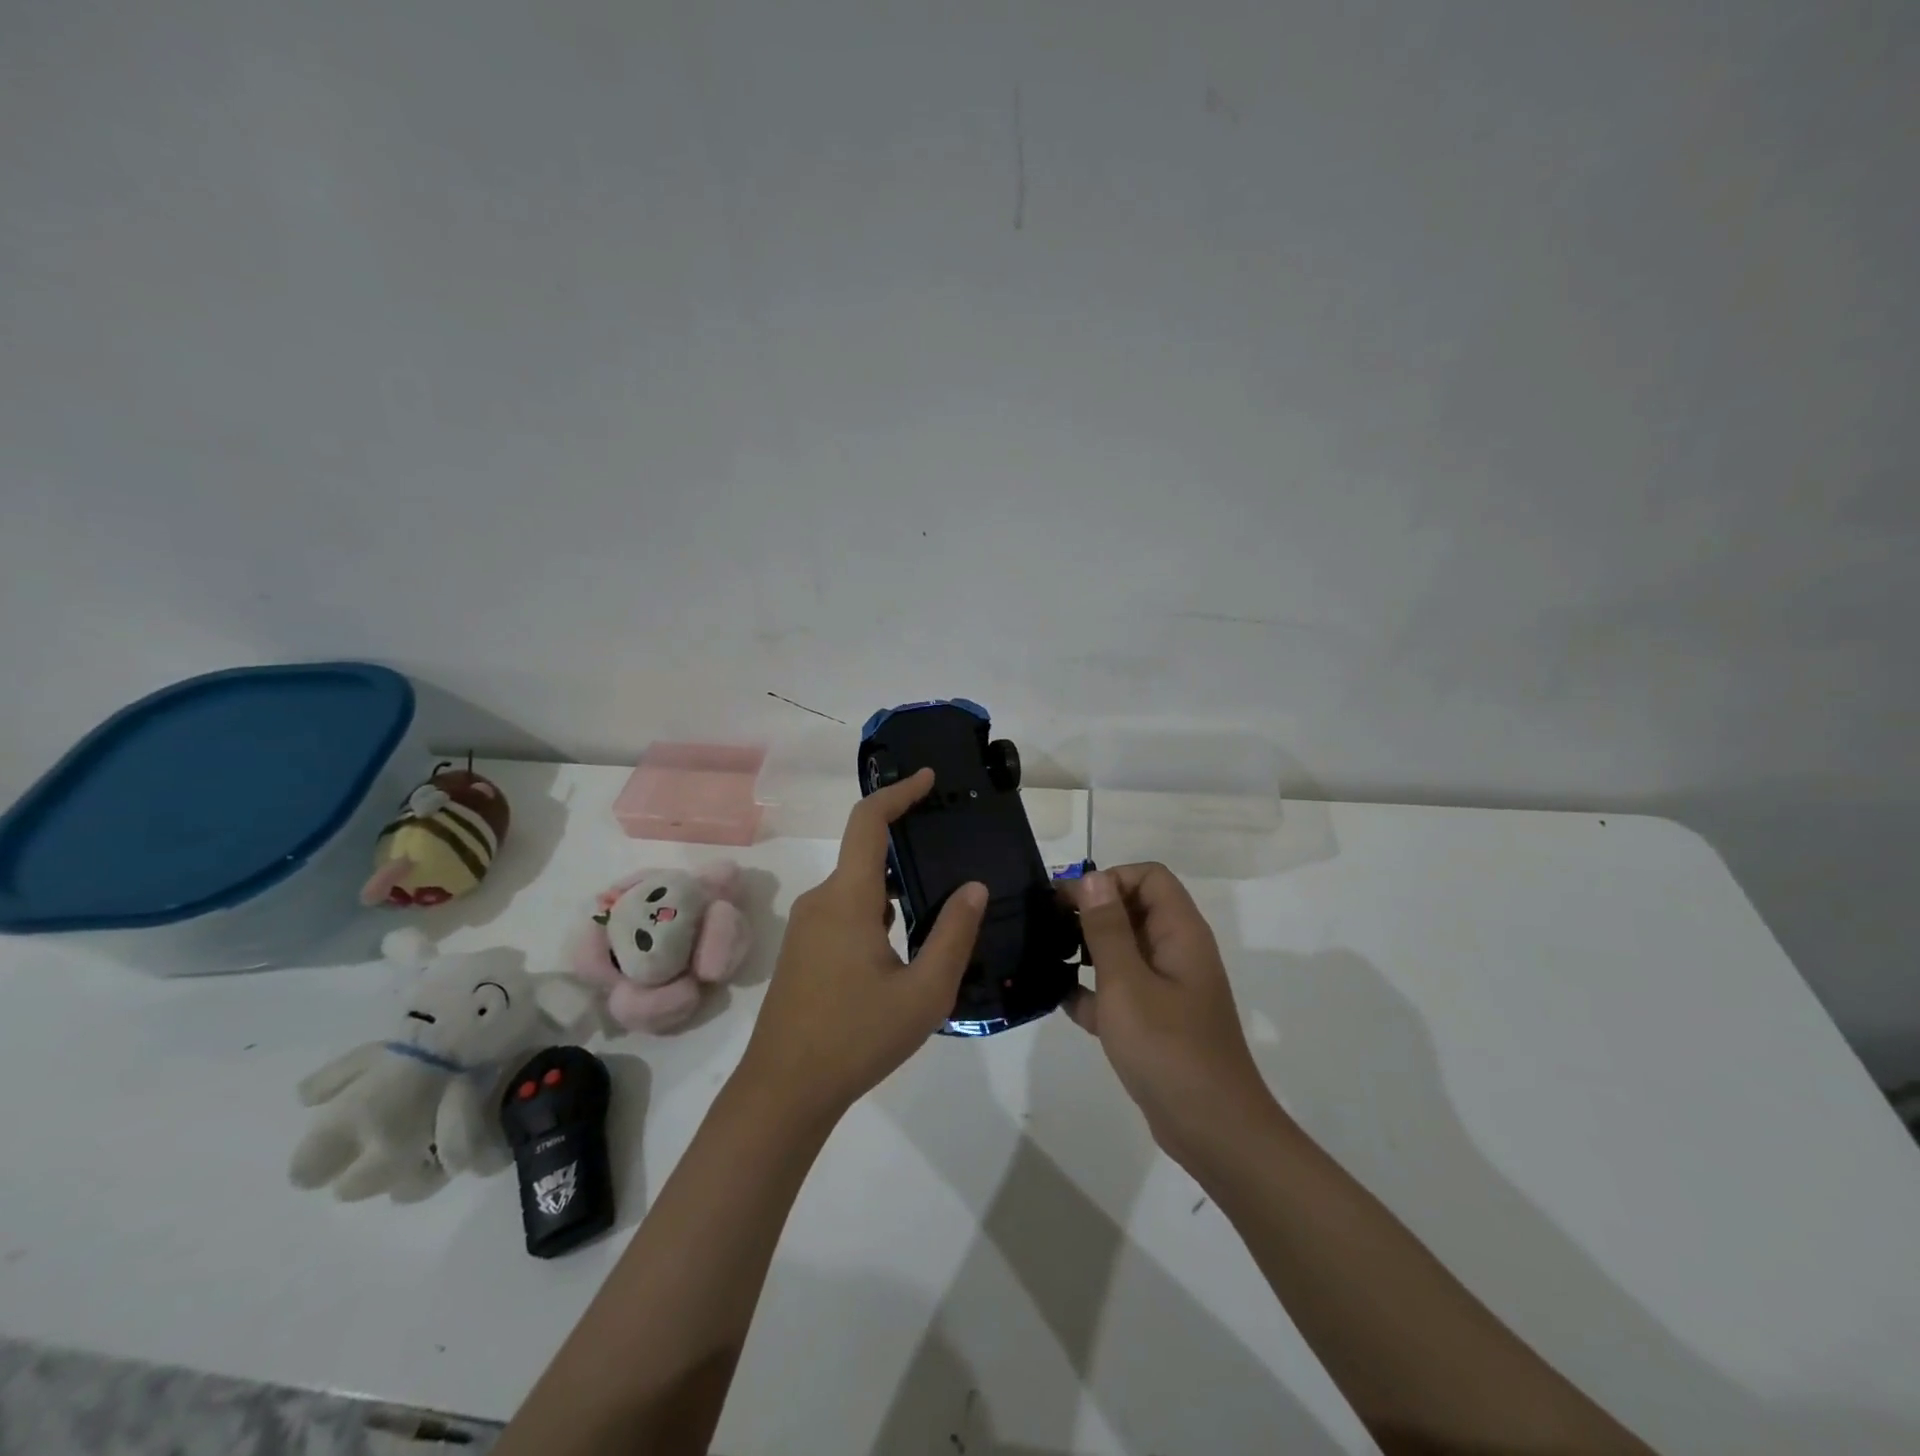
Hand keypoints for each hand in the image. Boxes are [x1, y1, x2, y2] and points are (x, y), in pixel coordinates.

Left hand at [737, 768, 986, 1121]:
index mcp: (849, 898)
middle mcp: (823, 900)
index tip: (928, 779)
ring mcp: (809, 926)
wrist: (784, 1090)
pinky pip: (846, 910)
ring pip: (859, 887)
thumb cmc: (857, 1037)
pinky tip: (906, 941)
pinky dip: (879, 909)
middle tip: (953, 851)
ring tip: (940, 900)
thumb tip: (974, 887)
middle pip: (867, 853)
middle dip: (907, 844)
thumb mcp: (924, 992)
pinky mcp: (805, 950)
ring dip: (896, 885)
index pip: (869, 822)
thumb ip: (953, 934)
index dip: (898, 792)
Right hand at [1063, 864, 1277, 1166]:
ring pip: (1124, 950)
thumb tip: (1091, 877)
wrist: (1212, 1130)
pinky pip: (1120, 989)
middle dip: (1091, 912)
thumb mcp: (1127, 983)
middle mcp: (1176, 951)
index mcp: (1179, 933)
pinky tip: (1059, 999)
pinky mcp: (1155, 1020)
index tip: (1070, 902)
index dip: (1109, 879)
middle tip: (1047, 928)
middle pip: (1133, 909)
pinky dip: (1093, 990)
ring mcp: (1167, 987)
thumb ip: (1107, 929)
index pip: (1149, 877)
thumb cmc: (1168, 1048)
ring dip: (1087, 949)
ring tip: (1047, 958)